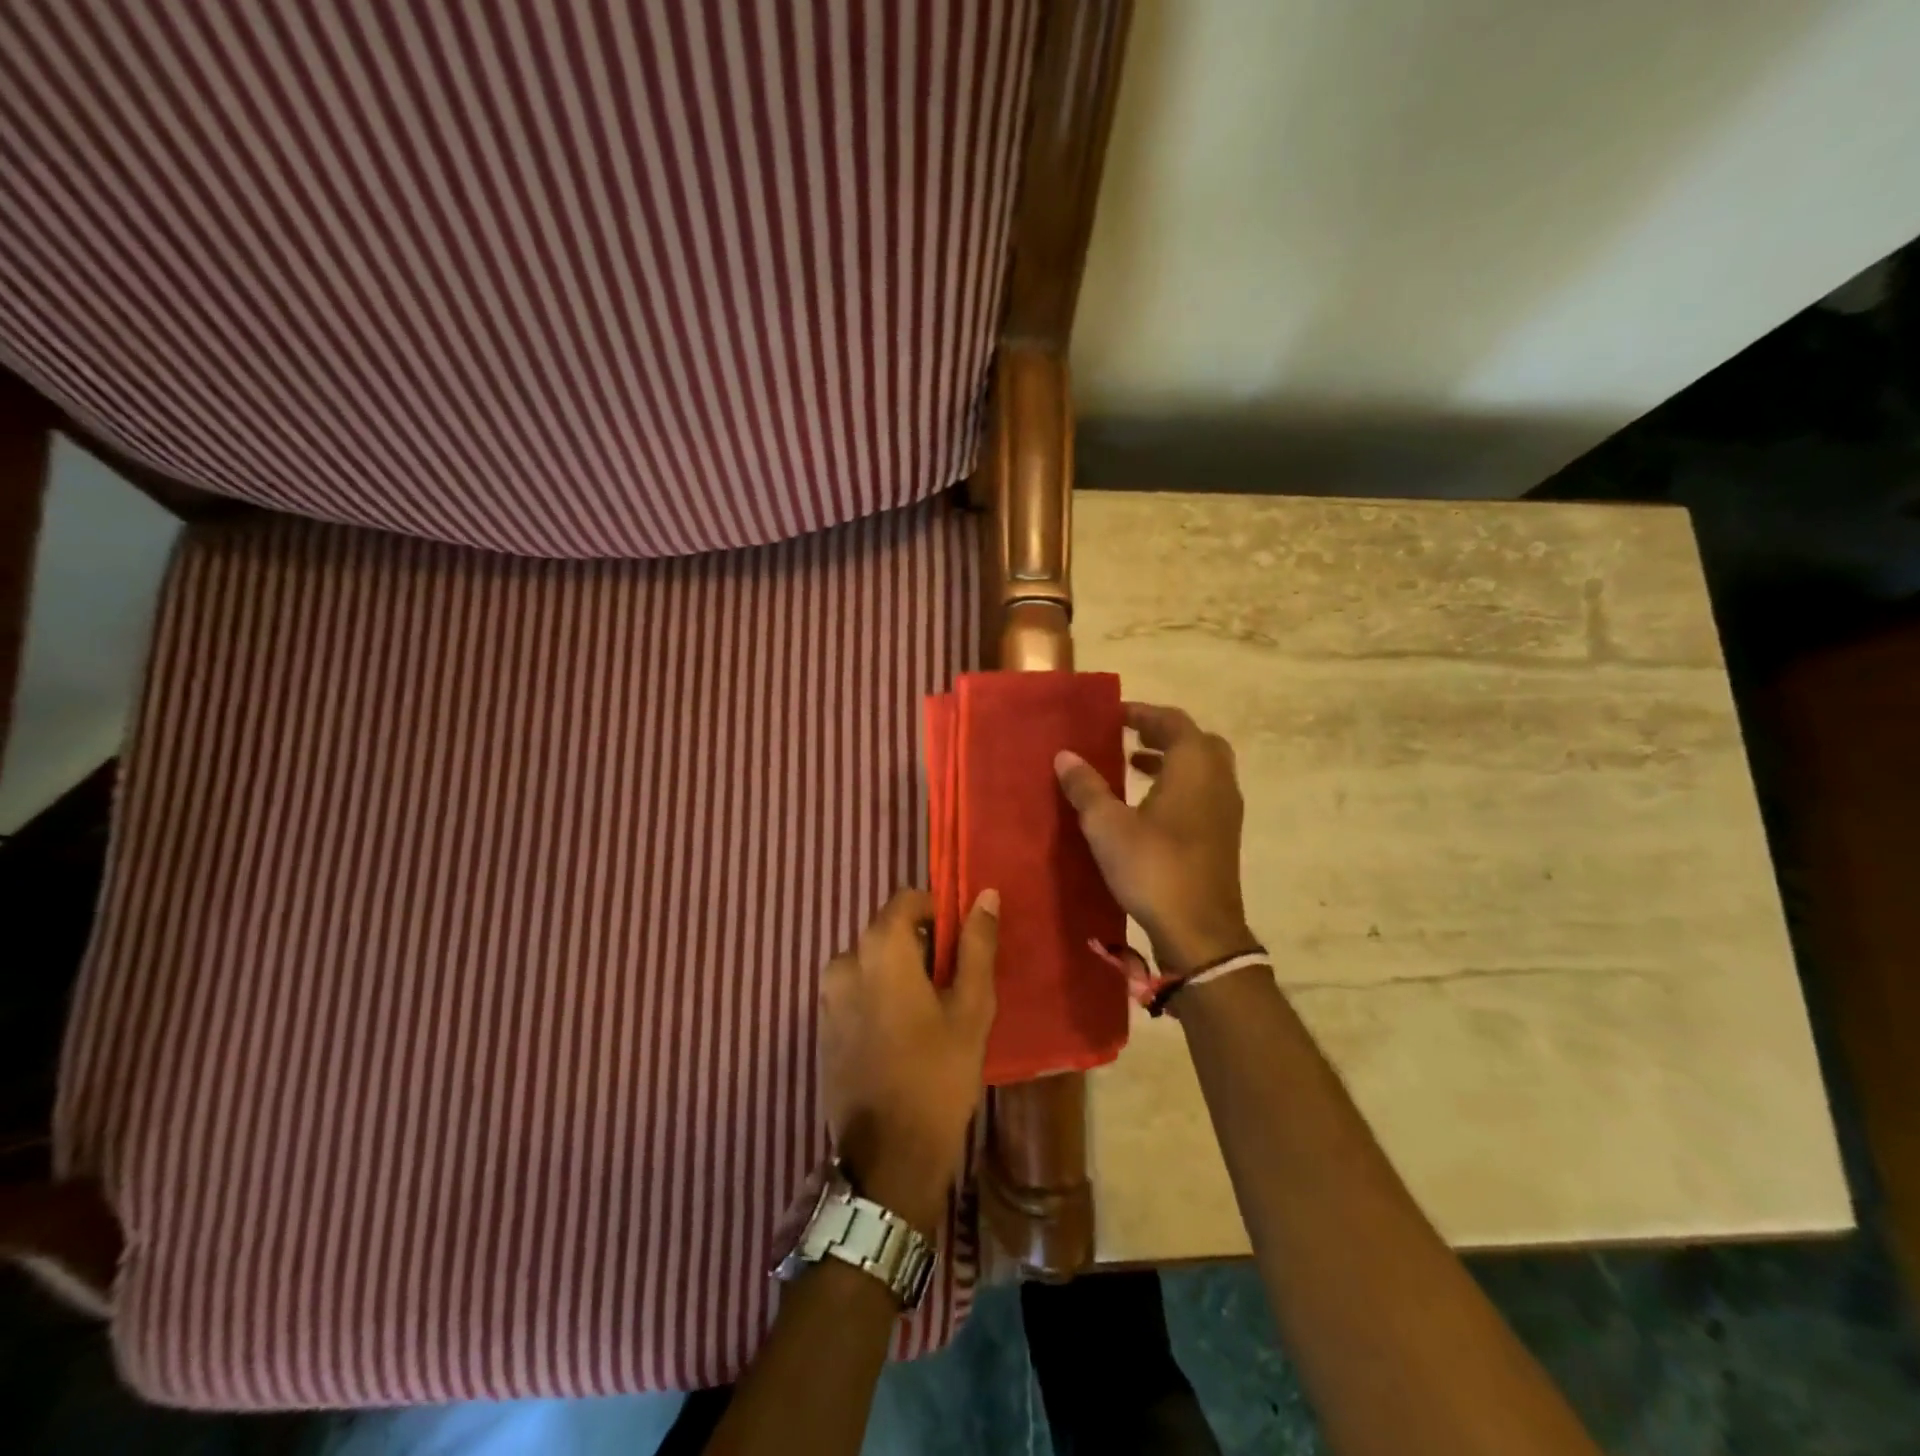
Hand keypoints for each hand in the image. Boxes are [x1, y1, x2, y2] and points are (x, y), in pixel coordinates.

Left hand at [817, 887, 999, 1236]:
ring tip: (930, 1013)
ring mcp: (827, 997)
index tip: (960, 942)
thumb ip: (976, 945)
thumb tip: (985, 895)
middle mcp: (843, 962)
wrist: (888, 1158)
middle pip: (887, 932)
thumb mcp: (971, 1008)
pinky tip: (903, 1035)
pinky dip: (879, 996)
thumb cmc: (938, 1075)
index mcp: (879, 950)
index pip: (906, 900)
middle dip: (920, 946)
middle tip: (952, 985)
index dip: (936, 911)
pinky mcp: (823, 1027)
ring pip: (872, 963)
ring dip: (899, 973)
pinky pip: (856, 991)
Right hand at [1055, 702, 1257, 975]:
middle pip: (1195, 740)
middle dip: (1162, 733)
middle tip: (1128, 735)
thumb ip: (1086, 787)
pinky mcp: (1224, 835)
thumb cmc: (1153, 867)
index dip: (1142, 713)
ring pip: (1203, 767)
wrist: (1200, 931)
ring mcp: (1226, 809)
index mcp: (1194, 766)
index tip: (1113, 715)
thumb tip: (1065, 755)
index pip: (1172, 721)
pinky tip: (1149, 806)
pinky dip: (1179, 784)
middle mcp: (1218, 780)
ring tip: (1133, 765)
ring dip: (1171, 759)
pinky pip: (1204, 791)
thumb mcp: (1107, 825)